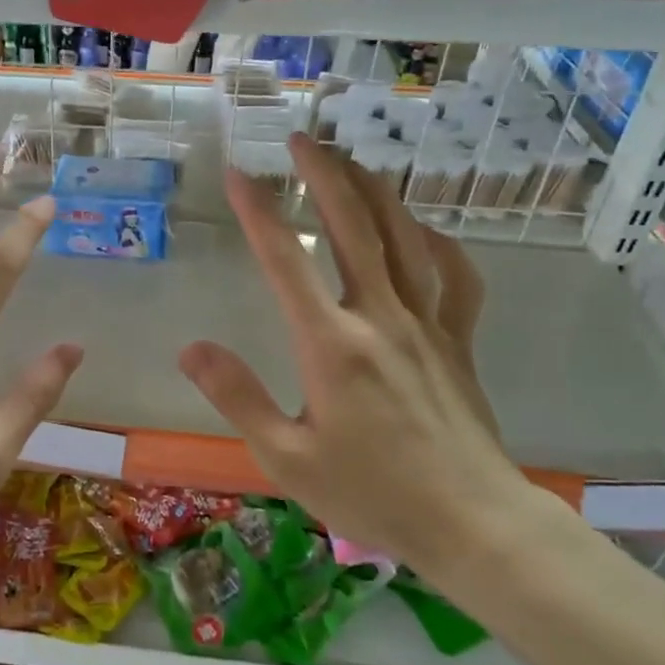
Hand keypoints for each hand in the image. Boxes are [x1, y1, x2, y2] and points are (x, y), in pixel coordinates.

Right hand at [178, 133, 528, 581]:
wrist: (474, 525)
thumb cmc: (372, 494)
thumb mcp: (286, 458)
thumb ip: (236, 396)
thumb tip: (191, 349)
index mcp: (331, 344)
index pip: (286, 260)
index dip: (259, 212)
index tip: (239, 173)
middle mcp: (379, 317)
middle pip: (353, 226)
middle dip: (325, 175)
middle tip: (302, 139)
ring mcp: (426, 324)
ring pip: (404, 237)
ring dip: (375, 192)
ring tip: (353, 161)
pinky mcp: (457, 340)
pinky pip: (454, 277)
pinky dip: (438, 243)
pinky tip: (422, 229)